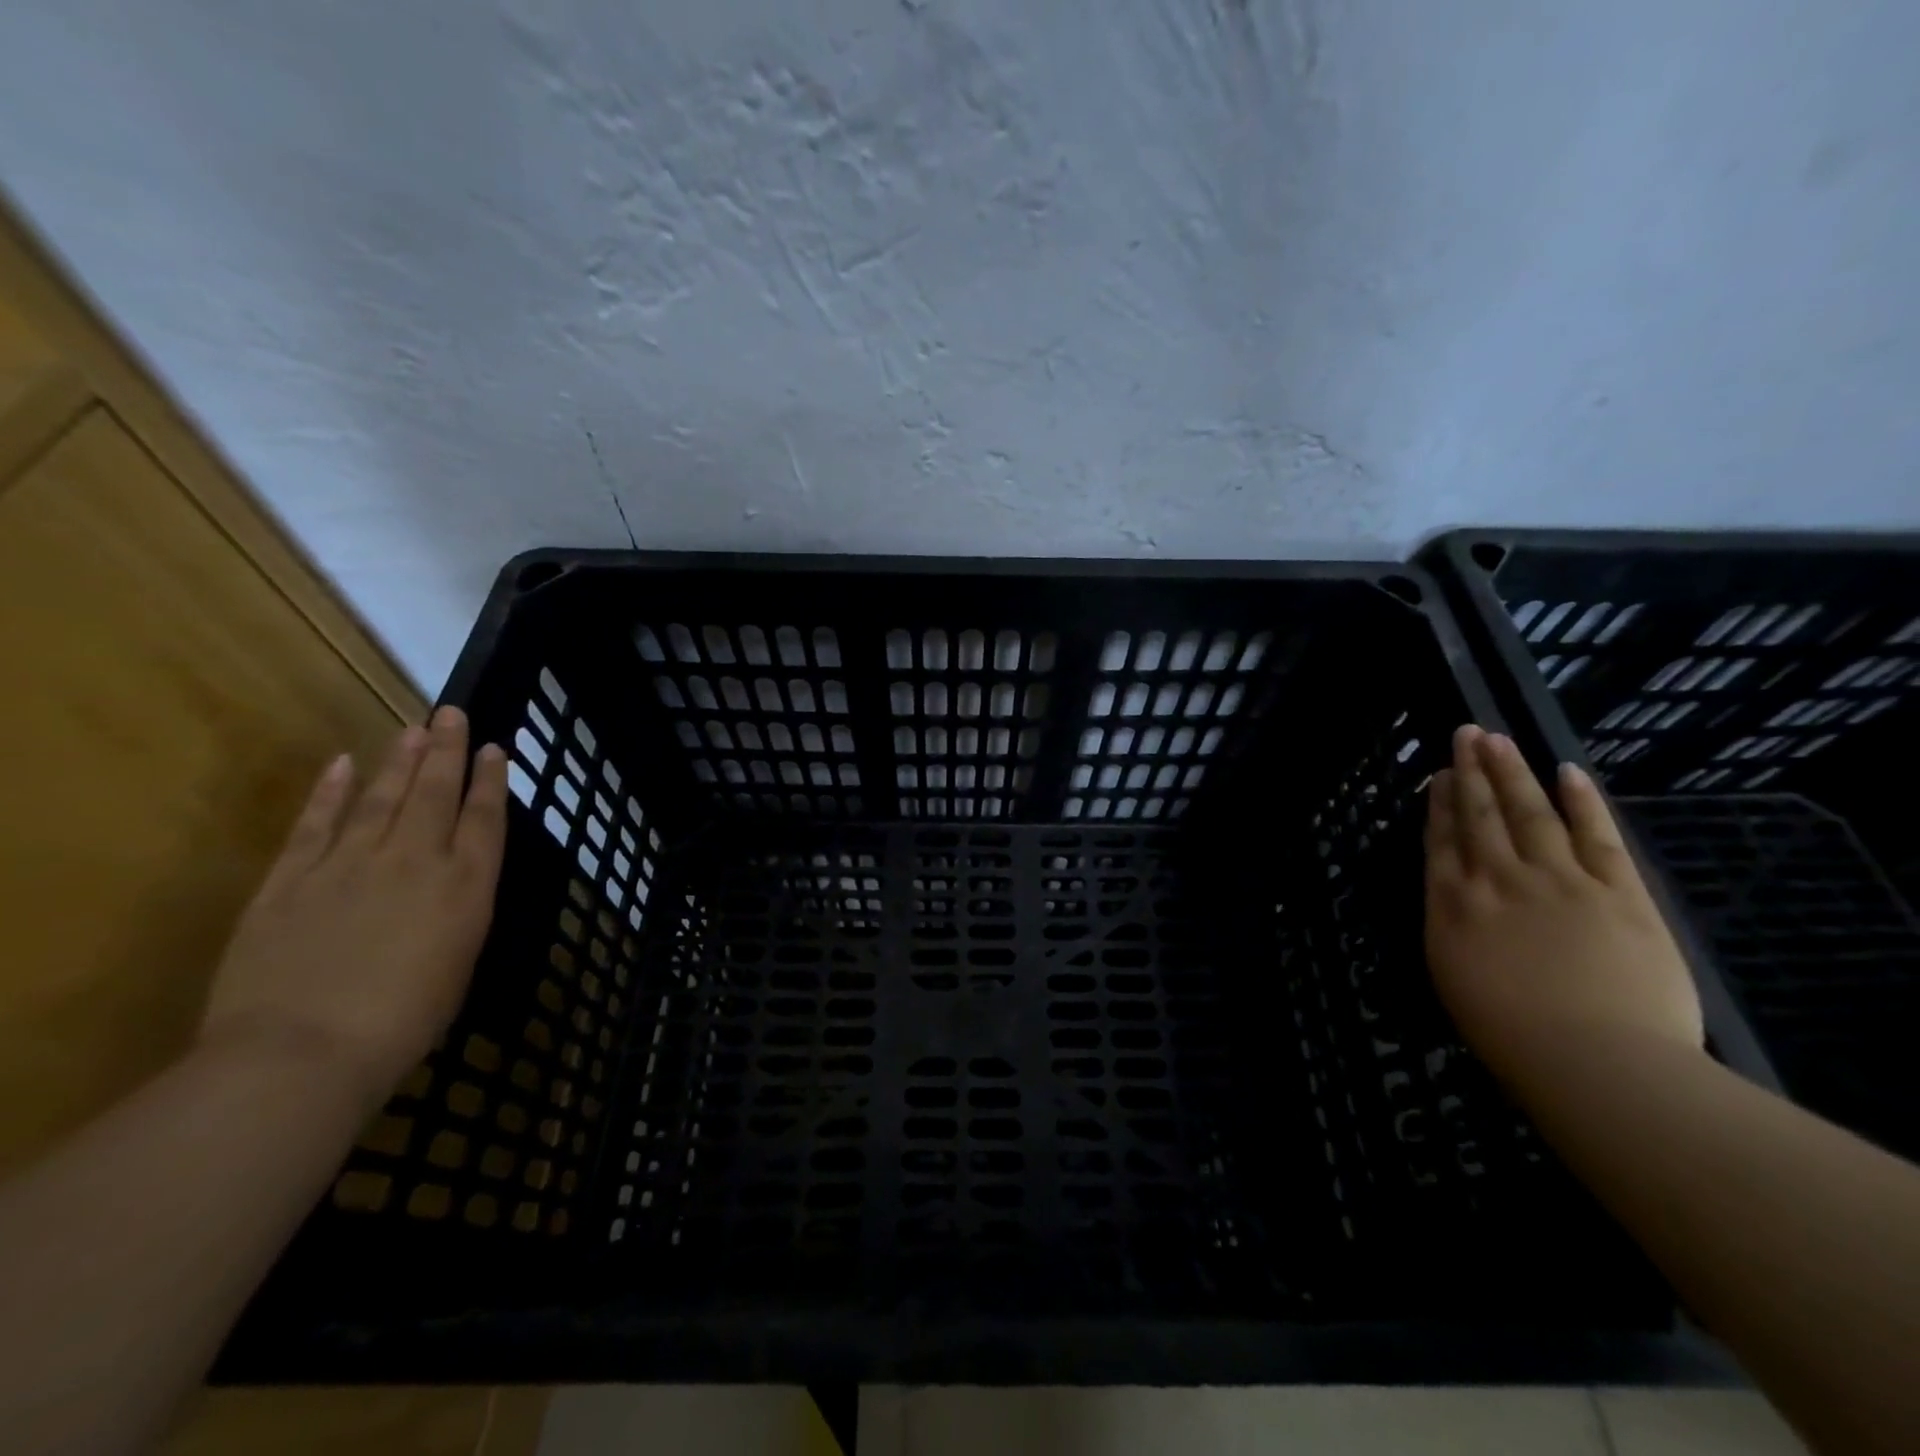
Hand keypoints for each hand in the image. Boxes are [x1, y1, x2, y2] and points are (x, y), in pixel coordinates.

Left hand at [199, 707, 508, 1104]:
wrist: (301, 1054)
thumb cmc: (403, 1022)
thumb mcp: (458, 963)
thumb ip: (458, 912)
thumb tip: (454, 885)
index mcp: (465, 886)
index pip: (484, 819)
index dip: (490, 780)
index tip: (494, 747)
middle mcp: (415, 861)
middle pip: (435, 794)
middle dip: (447, 751)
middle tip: (452, 714)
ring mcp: (349, 865)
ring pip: (381, 798)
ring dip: (399, 761)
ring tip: (413, 728)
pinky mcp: (290, 880)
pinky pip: (315, 825)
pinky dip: (330, 792)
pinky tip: (342, 763)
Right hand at [1424, 725, 1702, 1086]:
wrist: (1596, 1062)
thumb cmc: (1511, 1034)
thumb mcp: (1453, 975)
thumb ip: (1451, 925)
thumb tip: (1454, 892)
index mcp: (1454, 905)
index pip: (1442, 841)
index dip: (1440, 803)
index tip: (1440, 774)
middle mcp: (1498, 880)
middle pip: (1480, 815)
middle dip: (1471, 772)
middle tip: (1467, 733)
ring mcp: (1559, 880)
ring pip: (1530, 813)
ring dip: (1513, 772)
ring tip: (1499, 739)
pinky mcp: (1618, 892)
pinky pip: (1597, 836)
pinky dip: (1582, 801)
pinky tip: (1569, 772)